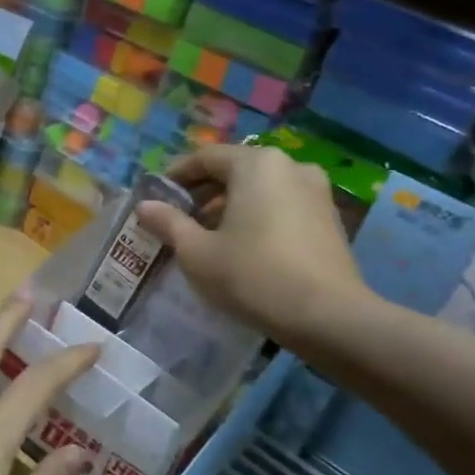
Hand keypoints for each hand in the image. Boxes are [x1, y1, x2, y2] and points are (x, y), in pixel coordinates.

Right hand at [137, 144, 372, 349]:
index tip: (156, 197)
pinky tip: (243, 246)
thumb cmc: (253, 275)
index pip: (205, 157)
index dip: (176, 176)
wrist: (328, 316)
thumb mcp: (197, 252)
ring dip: (230, 206)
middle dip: (203, 192)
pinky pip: (282, 205)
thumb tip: (145, 206)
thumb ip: (169, 223)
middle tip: (178, 219)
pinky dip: (258, 216)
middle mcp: (290, 166)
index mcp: (256, 164)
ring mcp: (316, 191)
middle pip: (235, 170)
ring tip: (207, 236)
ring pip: (260, 189)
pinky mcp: (330, 218)